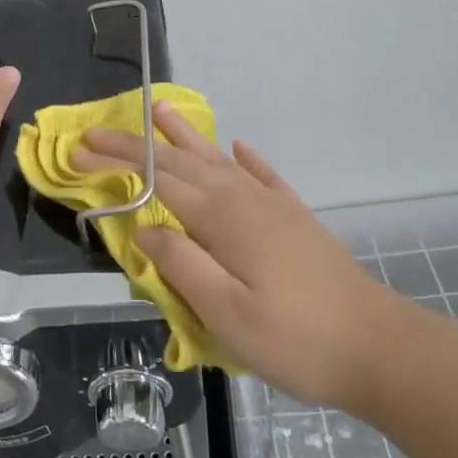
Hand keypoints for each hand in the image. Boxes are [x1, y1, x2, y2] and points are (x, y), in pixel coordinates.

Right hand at [73, 102, 420, 417]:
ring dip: (186, 136)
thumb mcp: (227, 315)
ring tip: (160, 109)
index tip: (78, 152)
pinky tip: (238, 148)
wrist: (379, 348)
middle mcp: (242, 199)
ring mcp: (272, 206)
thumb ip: (181, 265)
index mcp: (220, 219)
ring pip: (218, 160)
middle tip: (96, 133)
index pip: (155, 180)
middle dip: (134, 146)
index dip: (115, 164)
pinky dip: (246, 159)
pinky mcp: (295, 219)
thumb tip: (143, 227)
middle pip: (179, 163)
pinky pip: (263, 176)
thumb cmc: (296, 339)